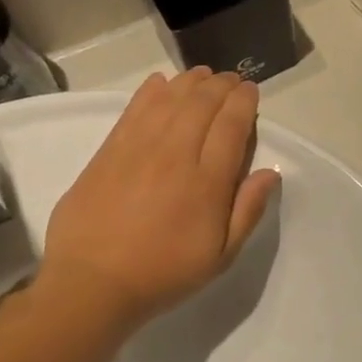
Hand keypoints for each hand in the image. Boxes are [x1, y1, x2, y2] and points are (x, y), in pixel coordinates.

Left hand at [35, 69, 279, 329]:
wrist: (92, 285)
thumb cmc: (164, 273)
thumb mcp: (220, 256)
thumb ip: (248, 211)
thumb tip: (270, 172)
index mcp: (207, 182)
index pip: (232, 125)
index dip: (244, 101)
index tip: (251, 91)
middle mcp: (175, 155)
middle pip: (202, 103)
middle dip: (221, 85)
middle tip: (231, 80)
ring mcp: (138, 149)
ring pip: (169, 99)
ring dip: (190, 82)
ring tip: (202, 76)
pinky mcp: (108, 151)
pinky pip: (134, 109)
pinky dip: (151, 91)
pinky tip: (161, 83)